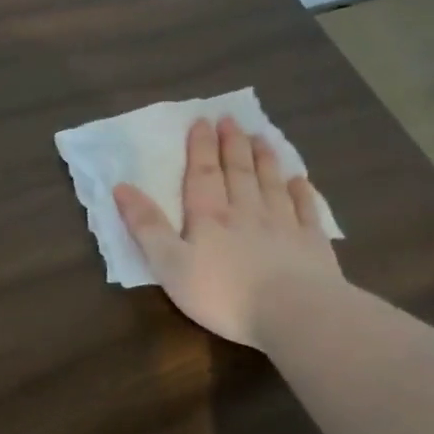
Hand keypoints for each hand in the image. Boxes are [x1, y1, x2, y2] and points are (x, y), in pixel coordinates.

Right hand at [113, 116, 340, 348]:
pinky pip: (306, 210)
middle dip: (232, 145)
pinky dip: (302, 193)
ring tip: (261, 137)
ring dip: (264, 159)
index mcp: (209, 217)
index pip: (202, 174)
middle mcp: (246, 212)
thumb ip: (146, 226)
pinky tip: (301, 180)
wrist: (294, 313)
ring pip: (271, 184)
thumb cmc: (222, 292)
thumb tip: (121, 187)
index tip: (202, 121)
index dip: (200, 147)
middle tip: (231, 119)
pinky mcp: (312, 245)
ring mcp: (284, 226)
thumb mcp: (169, 264)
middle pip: (238, 172)